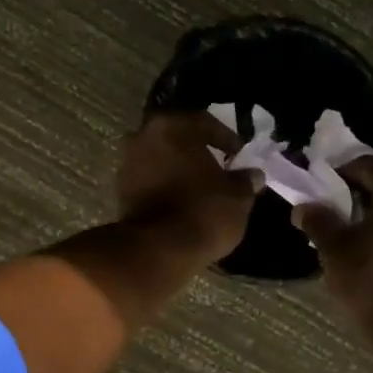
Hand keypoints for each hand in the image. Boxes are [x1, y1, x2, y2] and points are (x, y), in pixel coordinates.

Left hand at [116, 111, 260, 263]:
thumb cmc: (203, 212)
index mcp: (172, 126)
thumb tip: (253, 175)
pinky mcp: (119, 190)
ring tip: (199, 186)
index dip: (226, 138)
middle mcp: (142, 136)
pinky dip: (164, 185)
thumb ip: (245, 180)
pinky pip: (148, 179)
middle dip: (196, 150)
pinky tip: (180, 199)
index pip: (204, 122)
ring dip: (177, 167)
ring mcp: (126, 163)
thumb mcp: (237, 196)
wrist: (158, 250)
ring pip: (159, 157)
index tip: (239, 154)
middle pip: (176, 137)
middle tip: (217, 166)